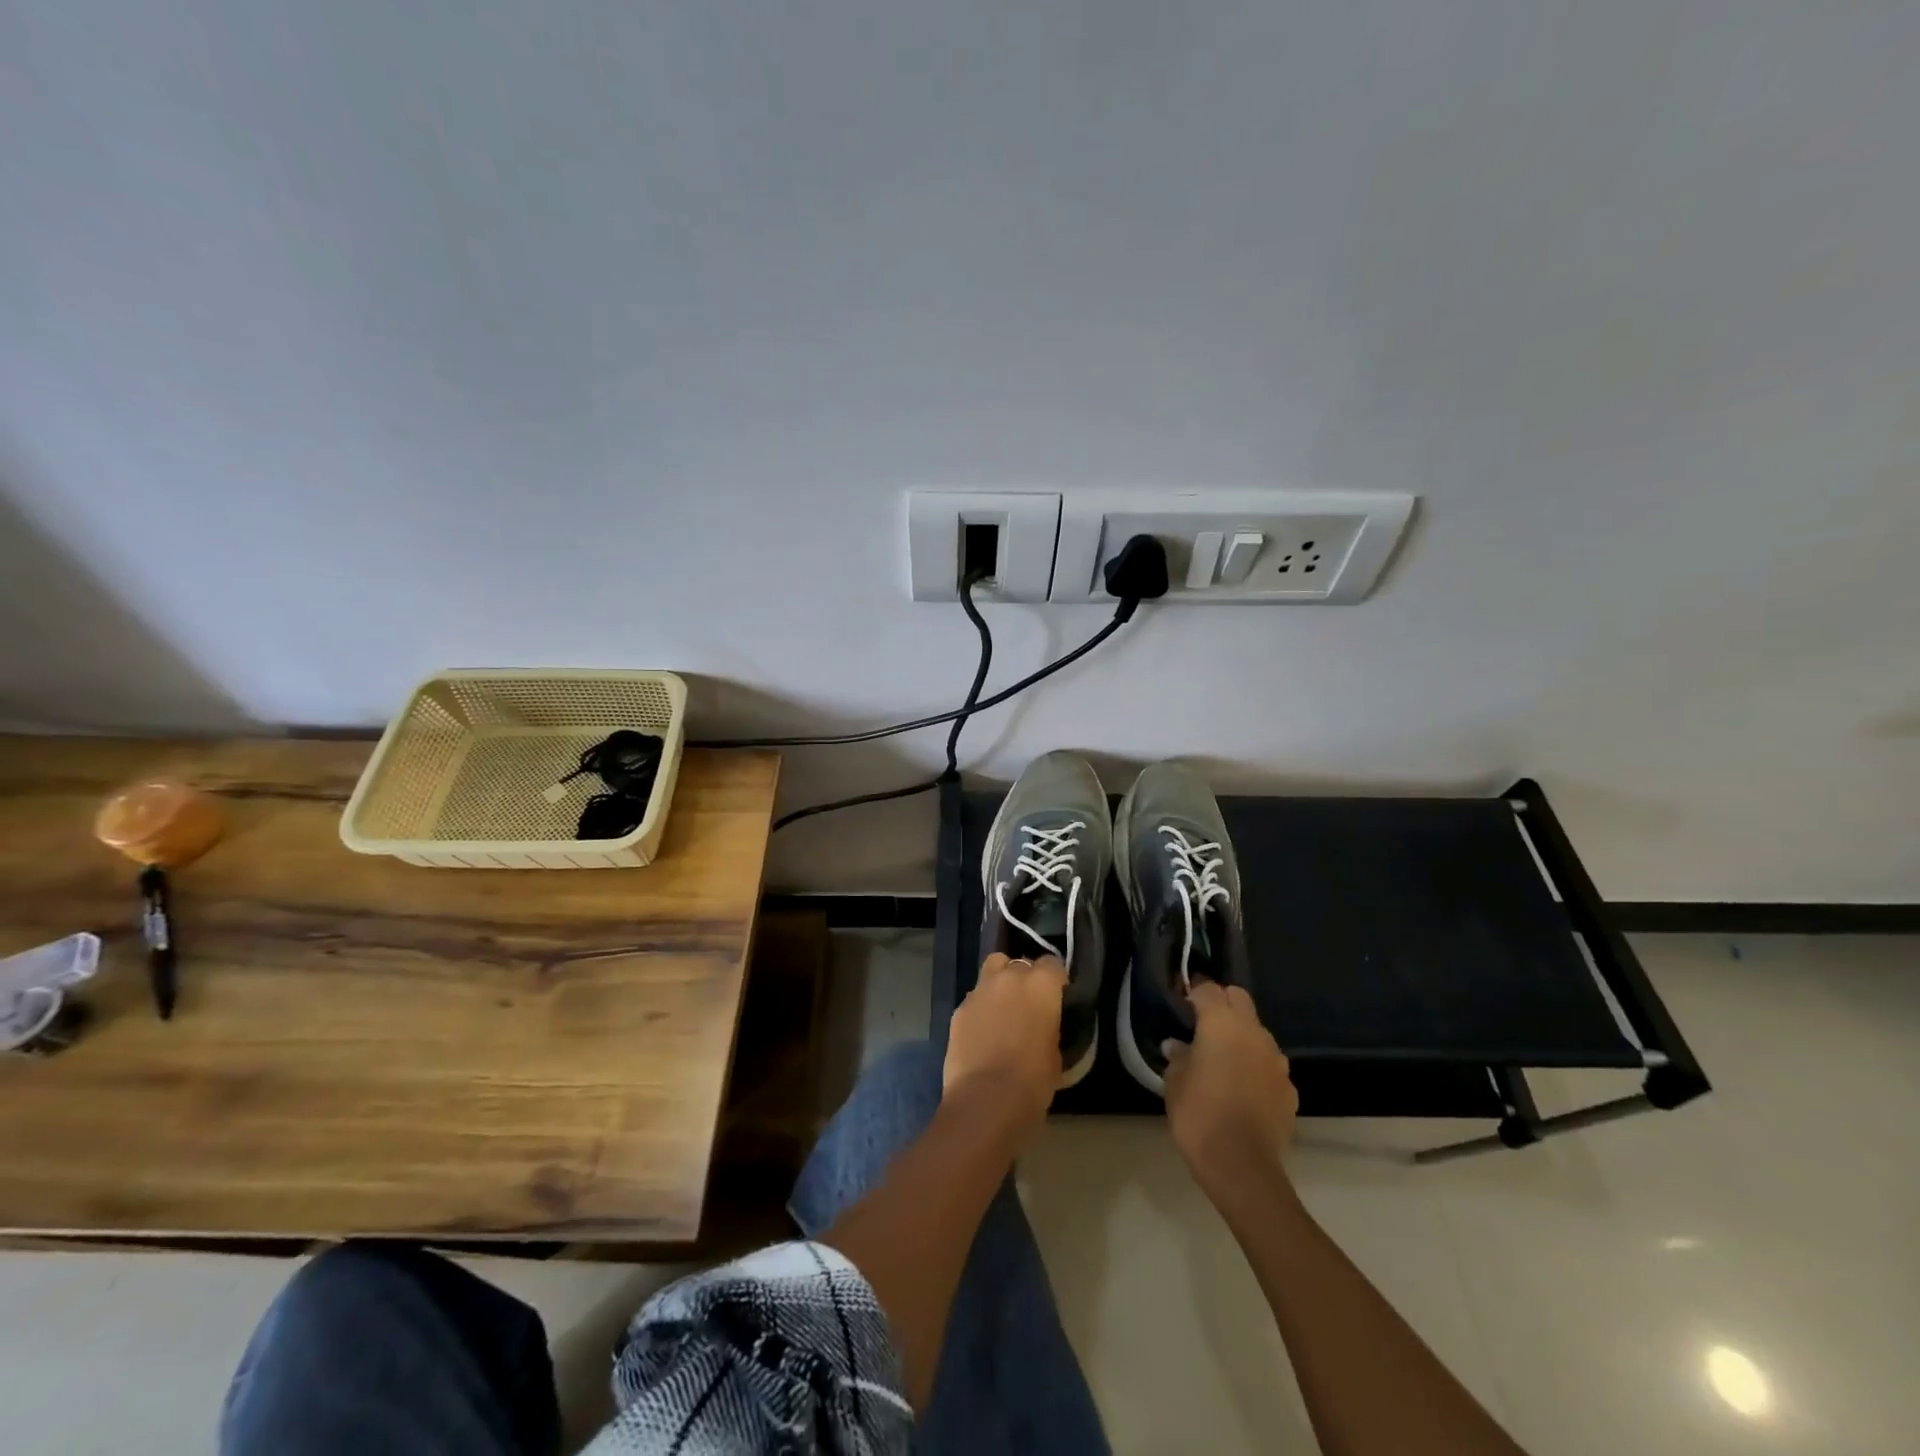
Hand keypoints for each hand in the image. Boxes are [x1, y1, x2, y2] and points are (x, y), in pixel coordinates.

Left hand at [942, 953, 1064, 1143]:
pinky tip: (983, 1032)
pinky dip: (981, 1008)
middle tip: (1029, 1004)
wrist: (985, 1101)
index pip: (1052, 964)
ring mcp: (979, 991)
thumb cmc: (1032, 1082)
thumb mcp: (1055, 1054)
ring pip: (992, 971)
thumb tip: (1042, 1026)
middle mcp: (1009, 978)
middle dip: (1024, 978)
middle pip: (1019, 962)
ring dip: (1000, 985)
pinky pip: (974, 999)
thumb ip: (1049, 1027)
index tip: (1057, 996)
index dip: (1055, 979)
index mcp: (1040, 986)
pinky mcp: (958, 1010)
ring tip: (1003, 1011)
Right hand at [1163, 983, 1297, 1200]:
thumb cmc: (1199, 1113)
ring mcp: (1276, 1061)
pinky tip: (1242, 1089)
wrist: (1241, 1165)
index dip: (1193, 993)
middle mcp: (1254, 1033)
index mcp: (1222, 1023)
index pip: (1209, 989)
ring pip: (1258, 1032)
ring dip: (1242, 1036)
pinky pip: (1269, 1064)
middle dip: (1222, 1003)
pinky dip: (1256, 1066)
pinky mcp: (1289, 1088)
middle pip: (1239, 999)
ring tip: (1223, 1060)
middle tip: (1202, 1024)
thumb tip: (1178, 1045)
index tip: (1181, 1005)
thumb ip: (1178, 1056)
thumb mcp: (1174, 1081)